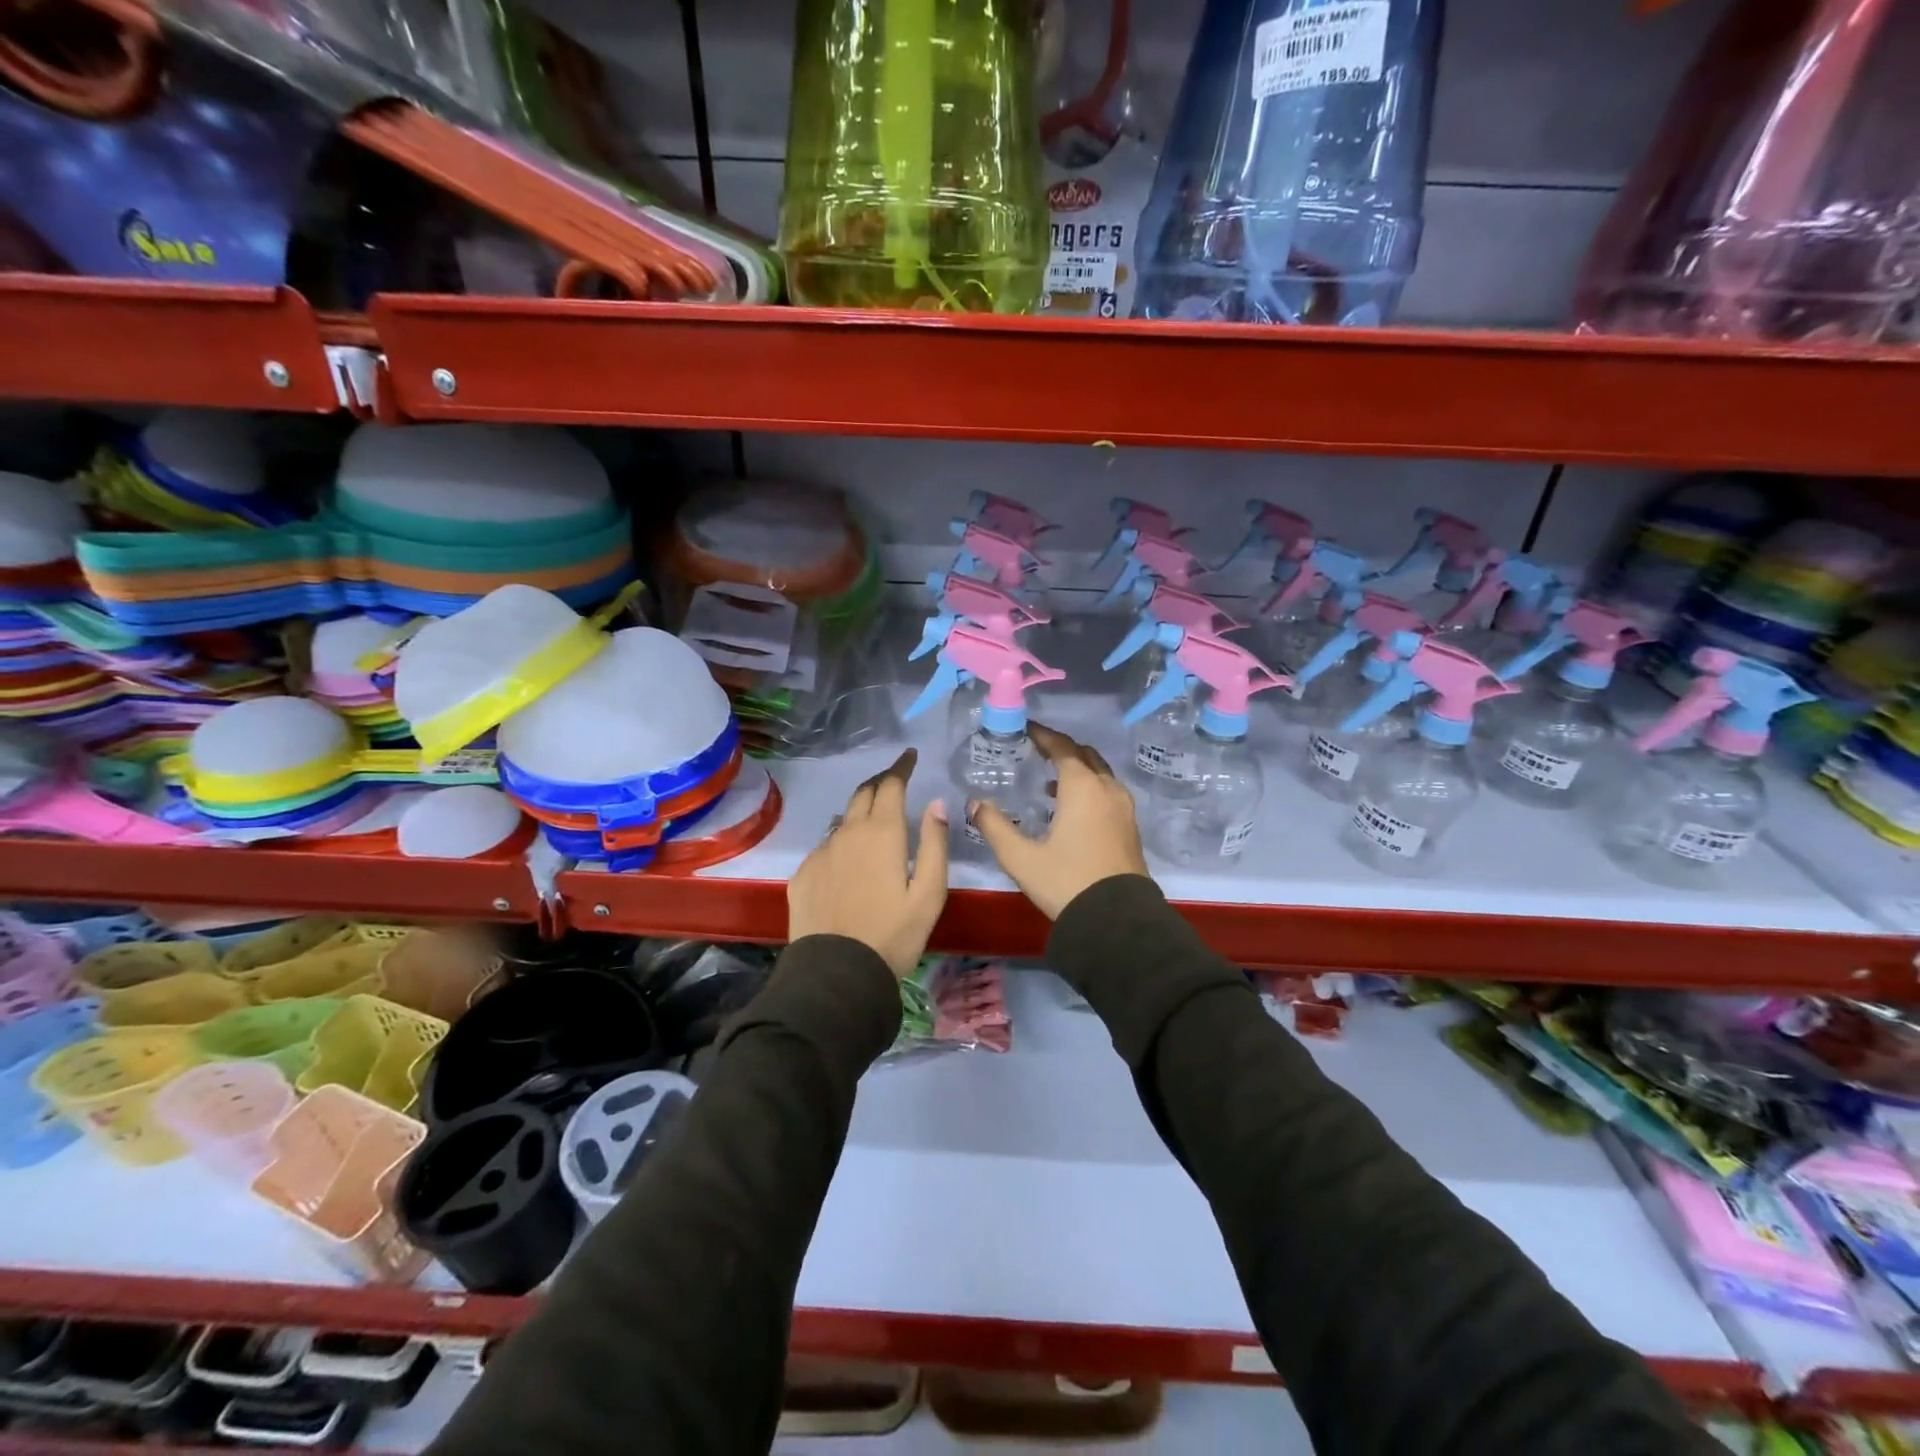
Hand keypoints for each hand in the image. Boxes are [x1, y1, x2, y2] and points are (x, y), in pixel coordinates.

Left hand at [788, 748, 948, 978]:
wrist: (836, 974)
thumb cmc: (893, 934)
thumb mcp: (929, 893)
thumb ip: (934, 844)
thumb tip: (936, 804)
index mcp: (882, 833)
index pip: (890, 784)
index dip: (901, 767)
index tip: (910, 756)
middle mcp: (847, 833)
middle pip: (863, 793)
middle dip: (881, 782)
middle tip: (895, 781)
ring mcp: (820, 853)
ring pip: (843, 821)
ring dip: (860, 813)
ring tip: (873, 822)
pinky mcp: (803, 874)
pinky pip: (825, 847)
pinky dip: (841, 842)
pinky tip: (848, 863)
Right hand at [967, 723, 1148, 919]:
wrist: (1117, 921)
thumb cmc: (1066, 882)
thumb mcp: (1020, 857)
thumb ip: (994, 826)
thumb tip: (974, 803)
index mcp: (1082, 787)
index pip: (1062, 747)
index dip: (1042, 735)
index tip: (1025, 729)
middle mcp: (1107, 789)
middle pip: (1085, 755)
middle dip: (1061, 749)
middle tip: (1036, 751)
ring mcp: (1124, 808)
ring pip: (1100, 774)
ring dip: (1077, 770)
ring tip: (1049, 782)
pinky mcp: (1130, 827)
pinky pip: (1108, 792)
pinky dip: (1089, 788)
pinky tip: (1070, 810)